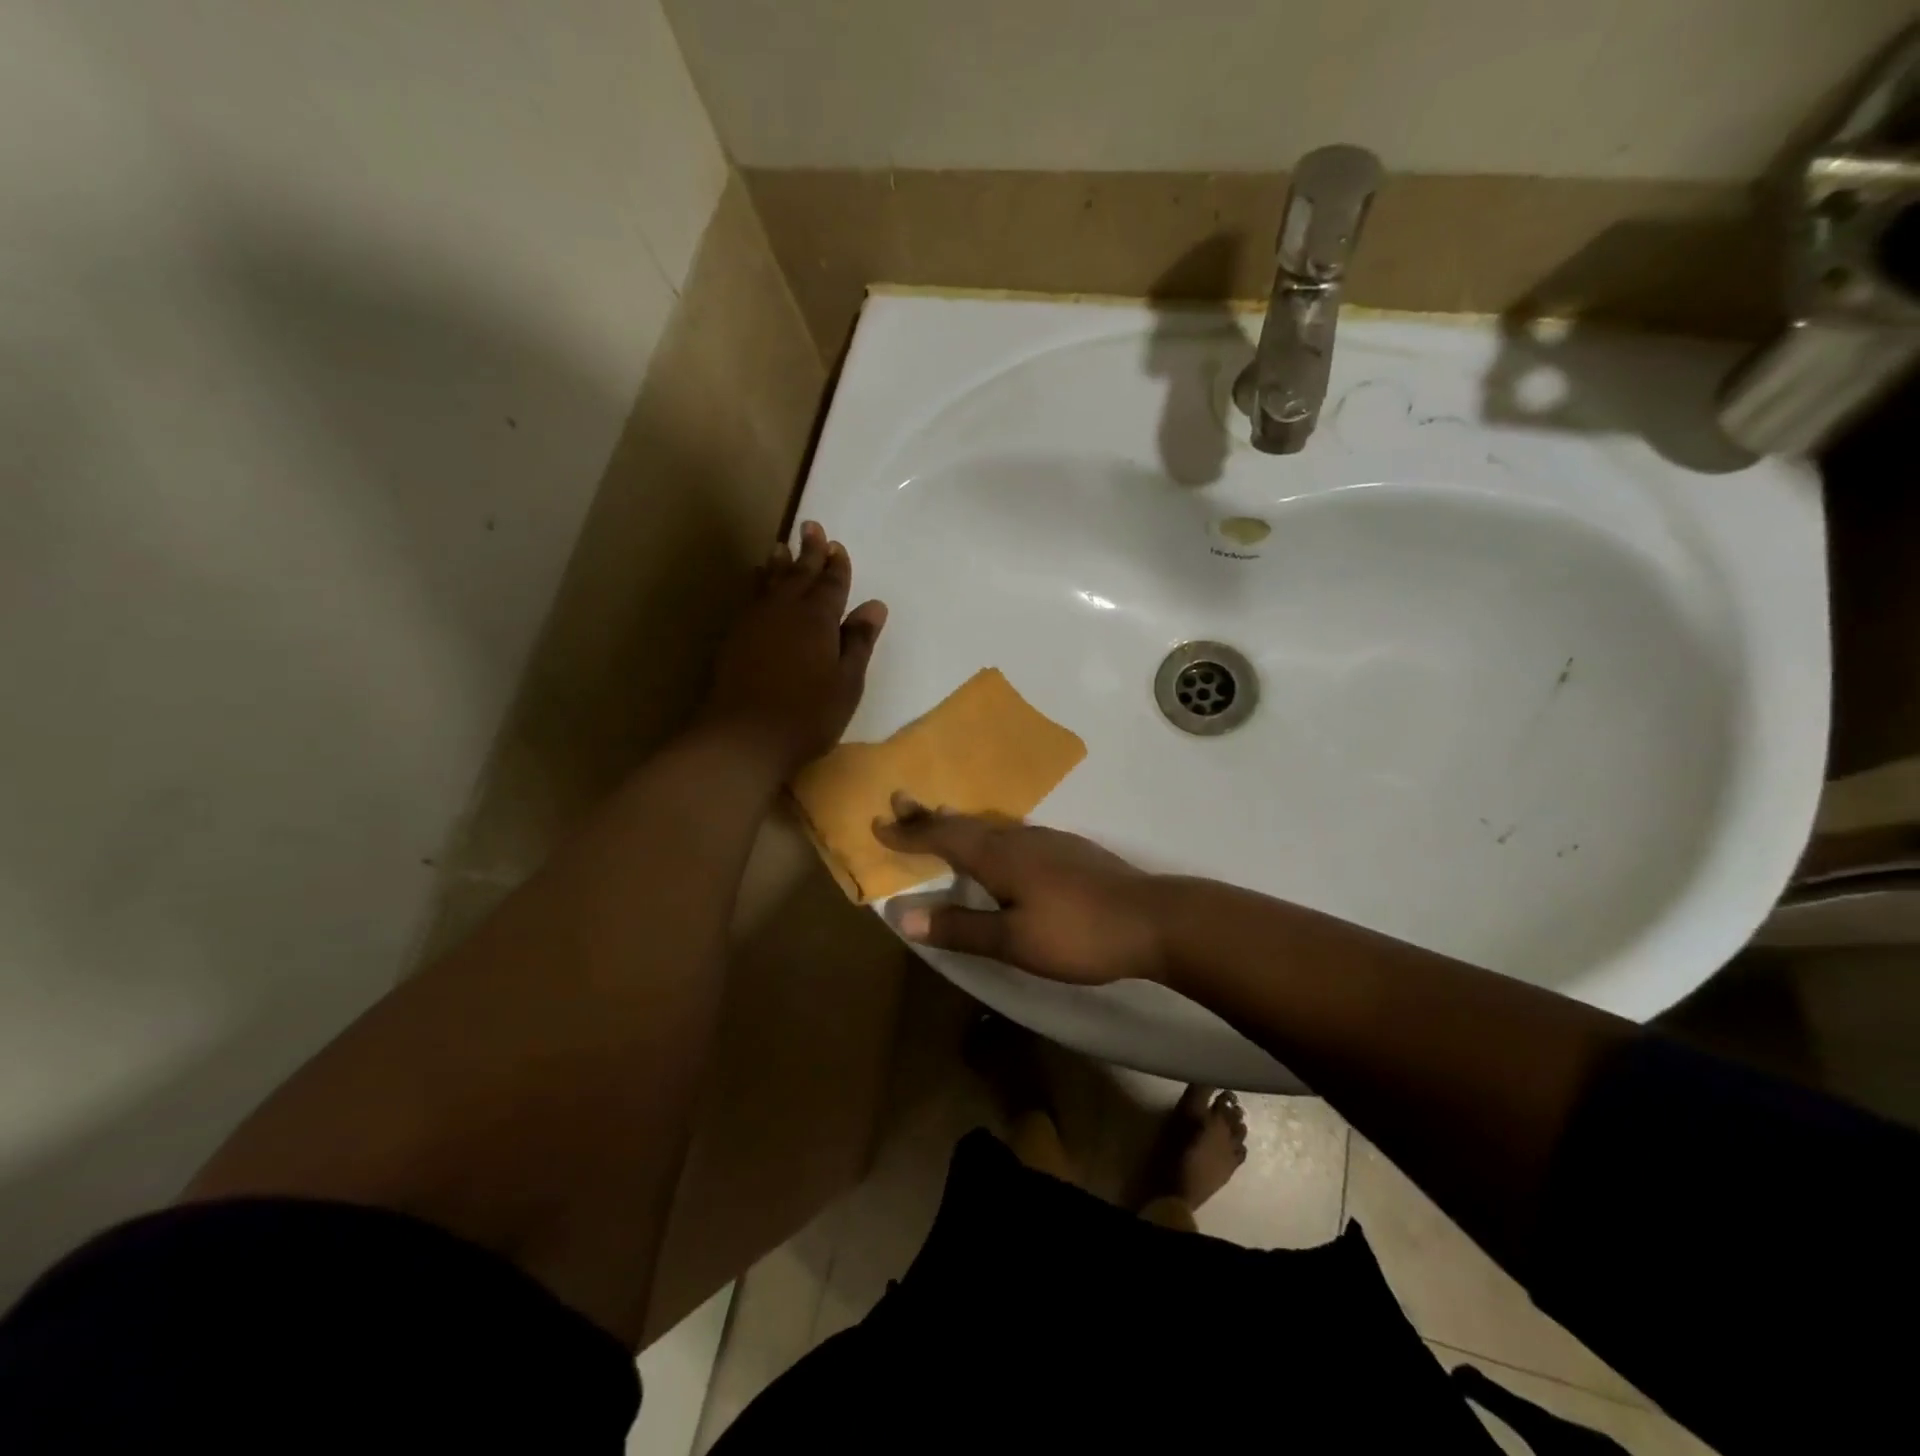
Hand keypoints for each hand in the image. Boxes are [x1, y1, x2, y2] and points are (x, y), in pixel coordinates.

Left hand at [699, 522, 886, 777]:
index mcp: (818, 618)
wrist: (745, 736)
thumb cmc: (808, 713)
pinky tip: (756, 583)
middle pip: (799, 574)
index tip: (836, 546)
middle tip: (810, 526)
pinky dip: (757, 584)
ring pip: (770, 582)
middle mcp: (785, 610)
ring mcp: (756, 621)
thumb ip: (858, 641)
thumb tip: (874, 606)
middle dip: (807, 551)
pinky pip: (750, 598)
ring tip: (780, 547)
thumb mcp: (847, 681)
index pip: (831, 584)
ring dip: (779, 564)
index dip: (836, 566)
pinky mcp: (735, 637)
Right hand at [873, 793, 1167, 984]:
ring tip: (940, 820)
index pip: (943, 837)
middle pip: (965, 822)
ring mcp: (1048, 841)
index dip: (909, 833)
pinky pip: (1012, 834)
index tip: (878, 823)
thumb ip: (960, 927)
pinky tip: (998, 847)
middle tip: (900, 801)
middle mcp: (1019, 838)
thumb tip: (903, 915)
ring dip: (959, 822)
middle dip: (929, 815)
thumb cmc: (1077, 933)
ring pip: (991, 825)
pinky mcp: (1068, 851)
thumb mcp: (1013, 941)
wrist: (1153, 919)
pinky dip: (987, 834)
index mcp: (1000, 856)